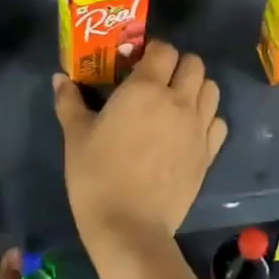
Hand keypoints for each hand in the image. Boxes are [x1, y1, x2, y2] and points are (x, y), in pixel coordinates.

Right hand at [52, 41, 227, 258]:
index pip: (164, 49)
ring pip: (212, 89)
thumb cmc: (97, 176)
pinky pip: (218, 122)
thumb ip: (69, 101)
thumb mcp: (76, 136)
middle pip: (194, 64)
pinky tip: (189, 130)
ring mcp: (198, 128)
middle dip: (178, 65)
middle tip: (158, 81)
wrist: (130, 228)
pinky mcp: (209, 154)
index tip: (138, 63)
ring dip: (196, 88)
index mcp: (145, 88)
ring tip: (176, 103)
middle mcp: (179, 101)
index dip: (153, 51)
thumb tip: (60, 78)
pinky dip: (208, 119)